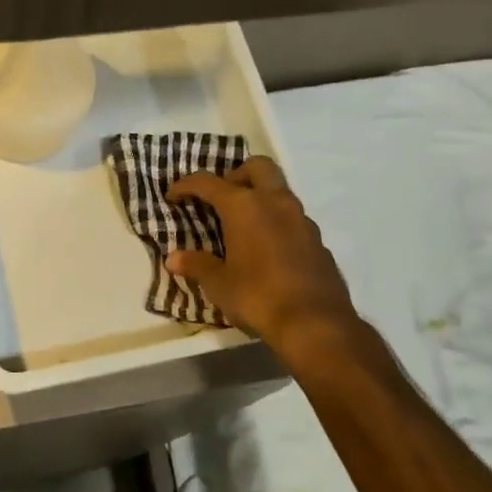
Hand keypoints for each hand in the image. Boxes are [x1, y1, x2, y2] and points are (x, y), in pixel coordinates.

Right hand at [165, 157, 357, 356]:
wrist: (316, 324)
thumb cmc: (258, 296)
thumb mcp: (219, 284)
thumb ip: (196, 265)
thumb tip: (173, 259)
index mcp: (245, 206)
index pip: (209, 182)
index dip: (186, 185)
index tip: (173, 195)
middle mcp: (275, 203)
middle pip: (257, 167)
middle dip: (236, 174)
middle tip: (221, 197)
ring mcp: (302, 220)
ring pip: (279, 191)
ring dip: (260, 198)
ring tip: (242, 226)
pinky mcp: (318, 241)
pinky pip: (293, 219)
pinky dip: (276, 223)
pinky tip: (267, 250)